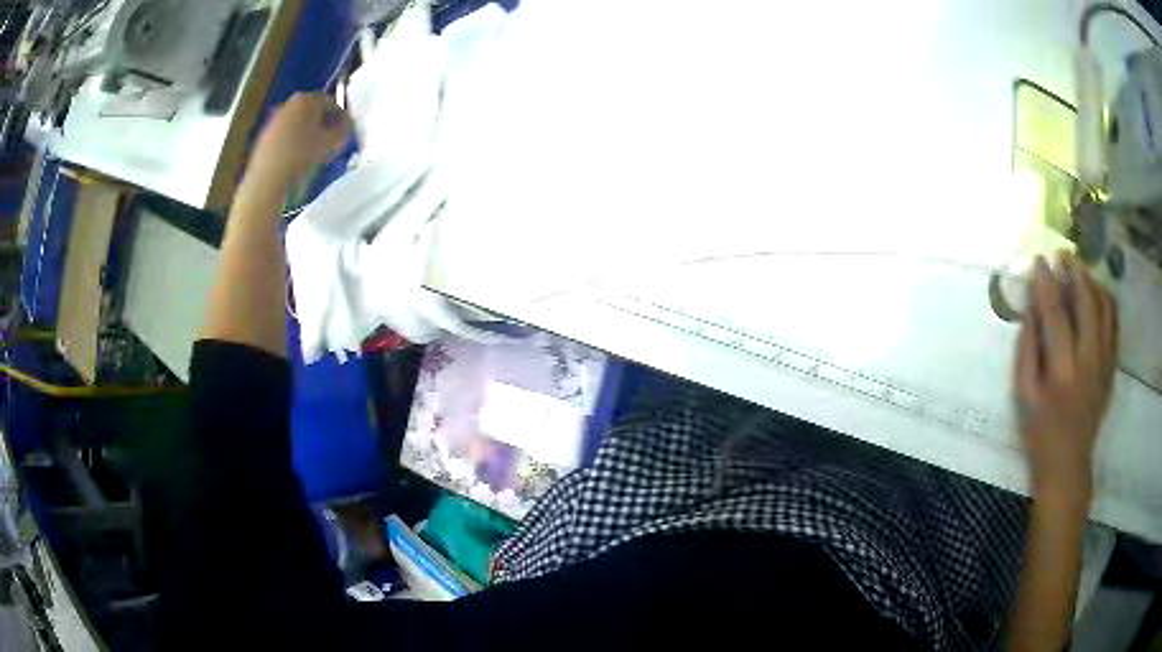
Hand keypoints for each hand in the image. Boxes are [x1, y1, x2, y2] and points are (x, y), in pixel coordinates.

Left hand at [245, 92, 353, 189]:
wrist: (267, 178)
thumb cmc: (302, 155)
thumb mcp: (331, 143)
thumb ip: (345, 129)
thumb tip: (348, 123)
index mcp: (307, 99)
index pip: (330, 101)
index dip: (340, 115)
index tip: (345, 131)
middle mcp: (289, 103)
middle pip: (312, 109)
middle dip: (323, 122)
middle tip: (330, 140)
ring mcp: (274, 119)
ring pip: (297, 122)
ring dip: (307, 132)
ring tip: (313, 151)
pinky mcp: (264, 135)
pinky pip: (285, 133)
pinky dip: (293, 140)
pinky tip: (296, 157)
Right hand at [1015, 252, 1117, 508]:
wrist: (1068, 464)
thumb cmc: (1040, 432)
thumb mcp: (1023, 395)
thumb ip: (1027, 347)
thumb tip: (1031, 306)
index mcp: (1061, 370)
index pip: (1054, 312)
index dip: (1046, 282)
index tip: (1039, 261)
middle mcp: (1088, 360)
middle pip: (1086, 301)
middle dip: (1074, 271)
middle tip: (1062, 255)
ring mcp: (1104, 363)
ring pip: (1105, 307)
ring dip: (1092, 282)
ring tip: (1080, 272)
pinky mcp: (1112, 367)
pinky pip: (1114, 323)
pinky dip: (1107, 301)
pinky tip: (1097, 295)